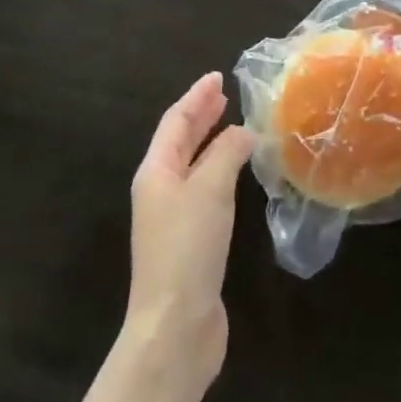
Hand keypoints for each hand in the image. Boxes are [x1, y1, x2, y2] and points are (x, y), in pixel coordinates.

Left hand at [125, 73, 255, 392]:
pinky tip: (239, 173)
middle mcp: (161, 190)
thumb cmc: (187, 248)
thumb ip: (227, 153)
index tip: (218, 76)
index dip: (196, 97)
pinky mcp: (192, 241)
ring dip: (213, 143)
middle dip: (202, 116)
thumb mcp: (209, 189)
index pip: (175, 122)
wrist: (175, 325)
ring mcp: (174, 217)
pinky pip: (206, 190)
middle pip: (180, 142)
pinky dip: (222, 171)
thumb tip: (244, 132)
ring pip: (194, 166)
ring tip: (237, 126)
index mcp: (155, 172)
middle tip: (225, 95)